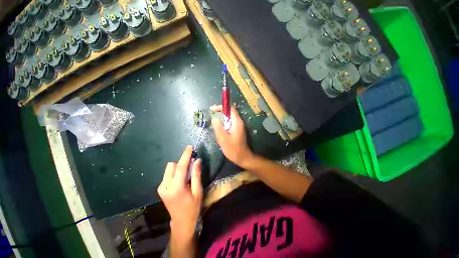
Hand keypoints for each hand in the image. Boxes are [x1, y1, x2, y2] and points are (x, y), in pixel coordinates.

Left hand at [157, 146, 202, 239]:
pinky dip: (175, 172)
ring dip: (178, 167)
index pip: (181, 167)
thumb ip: (196, 174)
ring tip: (187, 173)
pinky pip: (168, 174)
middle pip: (172, 165)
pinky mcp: (160, 189)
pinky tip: (181, 179)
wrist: (181, 223)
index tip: (189, 147)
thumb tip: (197, 160)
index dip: (185, 155)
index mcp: (176, 188)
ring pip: (169, 169)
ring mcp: (161, 188)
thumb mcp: (197, 191)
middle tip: (192, 162)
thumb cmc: (192, 208)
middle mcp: (165, 186)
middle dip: (182, 162)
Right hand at [210, 105, 253, 166]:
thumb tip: (214, 118)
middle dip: (220, 112)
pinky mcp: (237, 131)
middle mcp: (239, 122)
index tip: (212, 109)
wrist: (242, 157)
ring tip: (214, 124)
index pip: (230, 108)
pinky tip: (219, 131)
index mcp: (237, 122)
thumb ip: (218, 127)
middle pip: (229, 113)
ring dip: (221, 120)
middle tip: (212, 114)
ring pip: (229, 119)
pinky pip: (229, 124)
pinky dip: (223, 125)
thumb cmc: (233, 149)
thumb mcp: (223, 138)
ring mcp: (238, 127)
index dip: (221, 107)